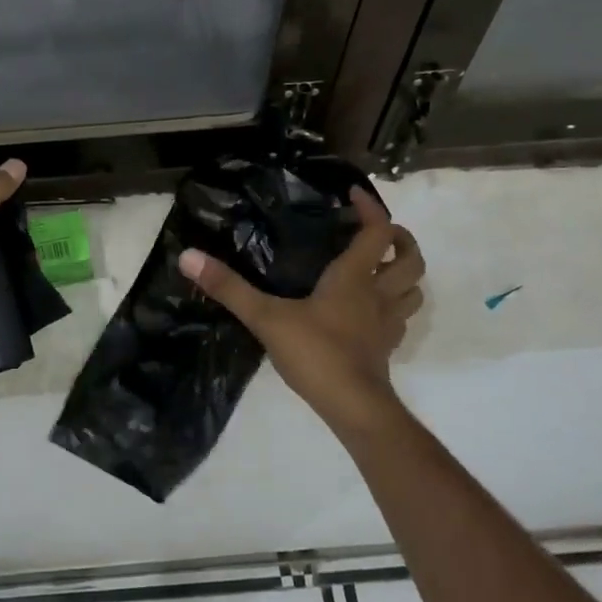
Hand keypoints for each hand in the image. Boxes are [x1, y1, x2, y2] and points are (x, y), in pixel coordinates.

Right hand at [177, 187, 423, 429]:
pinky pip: (401, 319)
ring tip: (382, 268)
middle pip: (411, 259)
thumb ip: (229, 287)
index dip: (372, 209)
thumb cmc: (315, 353)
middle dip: (402, 240)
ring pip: (413, 290)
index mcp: (354, 278)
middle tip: (380, 232)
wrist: (353, 406)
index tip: (353, 195)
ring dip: (404, 274)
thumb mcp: (265, 317)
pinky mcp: (386, 348)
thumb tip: (188, 256)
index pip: (377, 231)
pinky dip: (394, 306)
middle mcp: (377, 294)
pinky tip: (372, 312)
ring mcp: (387, 323)